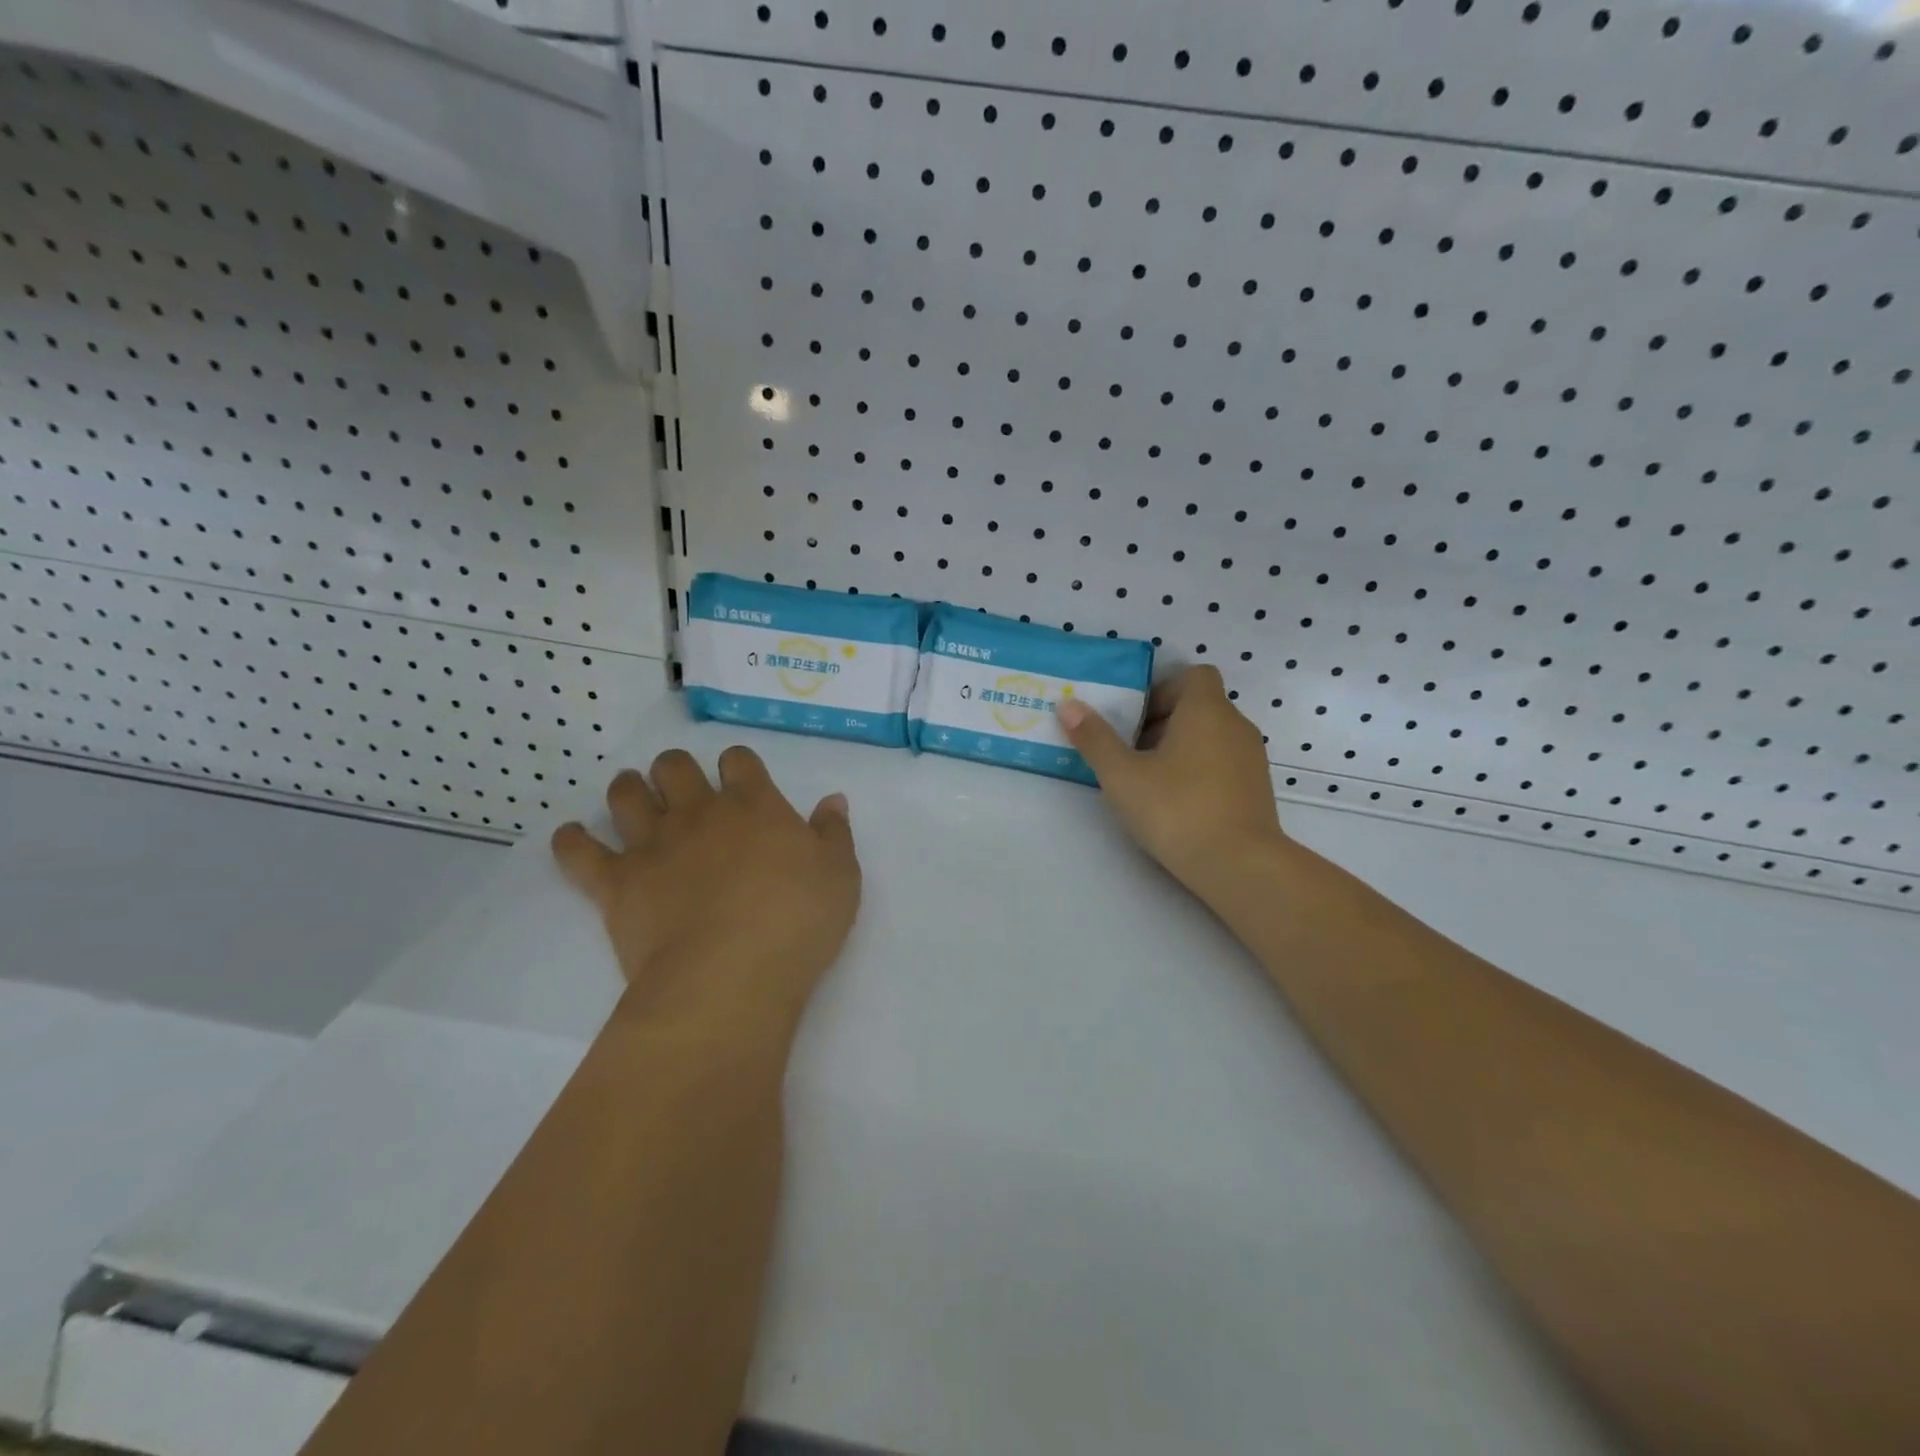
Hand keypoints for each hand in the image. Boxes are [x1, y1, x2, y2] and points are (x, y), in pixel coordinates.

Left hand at [552, 747, 860, 1041]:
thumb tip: (832, 800)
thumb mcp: (841, 876)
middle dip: (675, 768)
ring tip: (631, 795)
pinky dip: (572, 841)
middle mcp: (699, 813)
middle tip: (680, 786)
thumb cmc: (797, 922)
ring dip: (627, 789)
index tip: (740, 778)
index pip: (739, 760)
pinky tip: (571, 837)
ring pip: (626, 795)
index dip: (738, 763)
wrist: (731, 975)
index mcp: (754, 806)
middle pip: (675, 766)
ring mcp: (653, 845)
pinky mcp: (616, 883)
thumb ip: (834, 832)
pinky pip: (579, 852)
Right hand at [1057, 666, 1284, 897]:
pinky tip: (1177, 804)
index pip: (1193, 675)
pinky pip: (1224, 763)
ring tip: (1150, 781)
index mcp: (1206, 710)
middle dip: (1163, 722)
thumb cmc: (1177, 809)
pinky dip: (1200, 771)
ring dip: (1181, 748)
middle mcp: (1236, 725)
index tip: (1136, 718)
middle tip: (1131, 752)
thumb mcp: (1122, 775)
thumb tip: (1068, 705)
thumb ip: (1095, 738)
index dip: (1162, 689)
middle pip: (1199, 706)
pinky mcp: (1257, 789)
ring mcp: (1252, 758)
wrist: (1240, 866)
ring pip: (1212, 736)